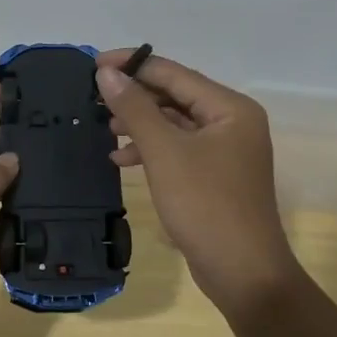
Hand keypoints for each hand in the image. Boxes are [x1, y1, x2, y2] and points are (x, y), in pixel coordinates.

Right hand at [95, 48, 302, 317]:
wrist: (243, 272)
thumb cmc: (205, 205)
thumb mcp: (165, 153)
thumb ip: (136, 109)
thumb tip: (107, 73)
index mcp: (230, 108)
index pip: (175, 74)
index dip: (133, 66)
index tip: (92, 65)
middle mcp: (232, 122)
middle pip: (175, 97)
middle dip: (135, 98)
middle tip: (94, 99)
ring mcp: (225, 151)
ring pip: (174, 124)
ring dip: (140, 125)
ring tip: (105, 129)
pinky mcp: (214, 176)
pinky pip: (178, 150)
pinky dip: (151, 151)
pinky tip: (122, 160)